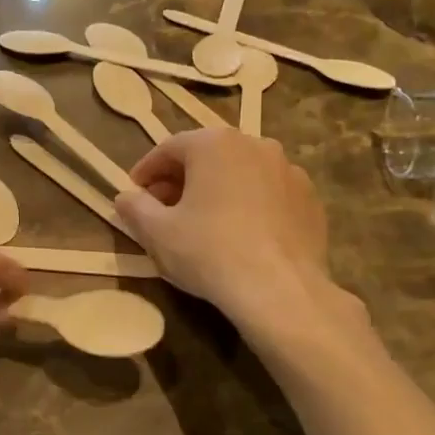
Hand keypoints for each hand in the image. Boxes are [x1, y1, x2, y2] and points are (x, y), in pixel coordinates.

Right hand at [115, 129, 333, 322]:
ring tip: (204, 221)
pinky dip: (250, 204)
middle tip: (164, 209)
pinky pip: (269, 194)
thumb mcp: (157, 233)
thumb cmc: (209, 252)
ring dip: (217, 190)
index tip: (134, 193)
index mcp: (214, 144)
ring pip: (241, 173)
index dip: (146, 171)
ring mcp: (288, 170)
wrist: (280, 290)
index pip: (169, 148)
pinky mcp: (310, 199)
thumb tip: (125, 197)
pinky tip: (242, 234)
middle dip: (182, 179)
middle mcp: (254, 144)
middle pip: (207, 156)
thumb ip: (135, 208)